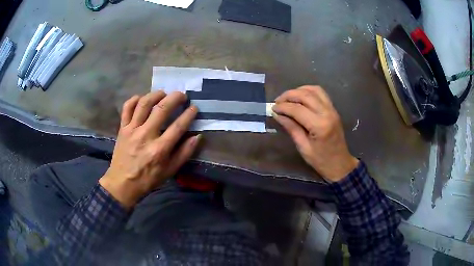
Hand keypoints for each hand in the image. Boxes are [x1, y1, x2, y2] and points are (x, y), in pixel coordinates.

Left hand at [99, 91, 200, 208]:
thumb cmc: (148, 179)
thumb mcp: (169, 171)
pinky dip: (134, 100)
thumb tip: (197, 137)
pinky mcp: (122, 128)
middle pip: (162, 109)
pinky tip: (142, 99)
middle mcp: (146, 135)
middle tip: (182, 95)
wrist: (122, 183)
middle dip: (175, 98)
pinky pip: (127, 108)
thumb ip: (184, 153)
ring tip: (163, 94)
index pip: (178, 126)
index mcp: (160, 149)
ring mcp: (132, 130)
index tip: (194, 107)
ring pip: (144, 104)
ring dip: (156, 95)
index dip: (189, 114)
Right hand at [272, 85, 358, 181]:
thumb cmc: (321, 160)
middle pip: (305, 95)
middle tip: (277, 101)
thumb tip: (277, 114)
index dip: (283, 107)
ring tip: (288, 98)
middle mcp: (327, 113)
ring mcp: (332, 109)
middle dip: (289, 95)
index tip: (273, 108)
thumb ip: (291, 128)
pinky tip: (300, 97)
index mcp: (320, 126)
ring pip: (314, 90)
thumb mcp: (303, 147)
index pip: (297, 109)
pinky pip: (321, 93)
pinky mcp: (333, 109)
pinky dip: (308, 91)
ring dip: (299, 90)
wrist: (340, 164)